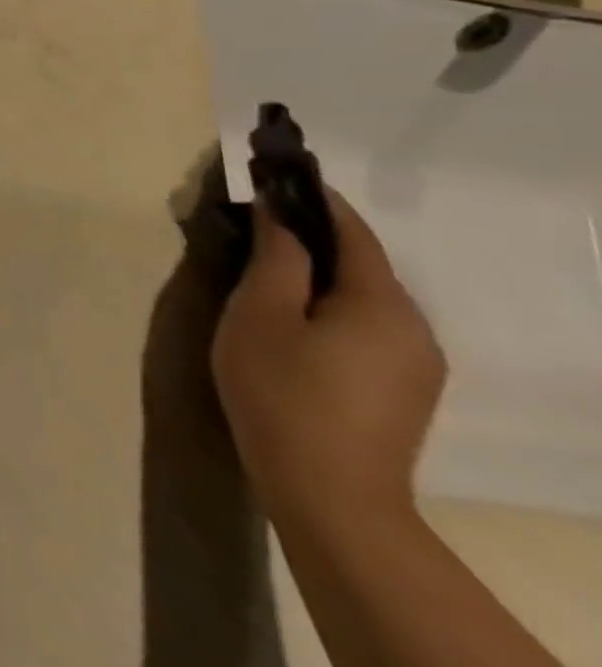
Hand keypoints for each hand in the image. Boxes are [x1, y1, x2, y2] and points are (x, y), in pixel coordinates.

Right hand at [212, 189, 443, 531]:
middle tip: (251, 219)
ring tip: (262, 265)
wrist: (330, 497)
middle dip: (309, 235)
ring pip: (361, 296)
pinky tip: (290, 316)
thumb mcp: (262, 312)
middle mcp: (414, 327)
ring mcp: (415, 364)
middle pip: (360, 262)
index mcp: (382, 303)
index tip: (271, 169)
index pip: (350, 229)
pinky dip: (328, 304)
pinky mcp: (404, 390)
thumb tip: (281, 211)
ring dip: (317, 272)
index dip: (311, 195)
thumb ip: (278, 256)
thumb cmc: (283, 390)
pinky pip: (366, 325)